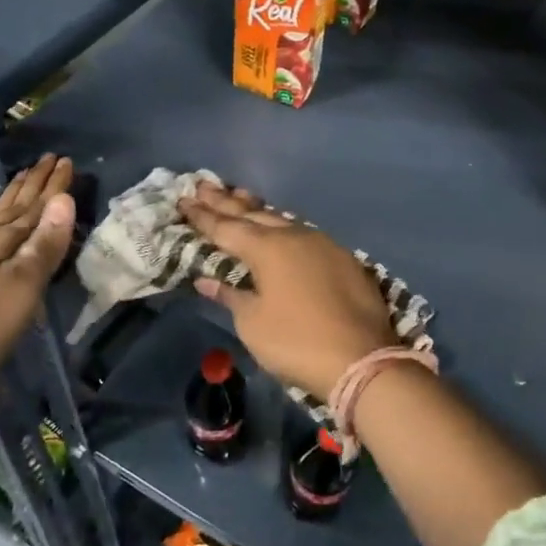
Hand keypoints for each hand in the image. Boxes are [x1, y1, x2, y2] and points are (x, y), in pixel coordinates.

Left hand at [0, 155, 75, 384]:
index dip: (54, 186)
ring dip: (12, 196)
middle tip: (48, 159)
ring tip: (22, 178)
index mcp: (3, 240)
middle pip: (14, 205)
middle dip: (33, 183)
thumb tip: (64, 200)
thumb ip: (45, 245)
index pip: (36, 206)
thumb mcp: (22, 288)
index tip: (67, 161)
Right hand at [181, 181, 395, 399]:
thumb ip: (230, 295)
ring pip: (282, 219)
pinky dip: (284, 226)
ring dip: (257, 208)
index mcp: (267, 248)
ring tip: (238, 195)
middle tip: (203, 186)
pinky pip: (304, 233)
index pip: (226, 227)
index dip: (203, 216)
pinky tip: (280, 227)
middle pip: (254, 214)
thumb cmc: (296, 342)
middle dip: (226, 202)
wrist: (362, 358)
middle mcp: (295, 236)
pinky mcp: (344, 259)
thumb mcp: (253, 323)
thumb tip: (207, 279)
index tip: (184, 201)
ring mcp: (323, 244)